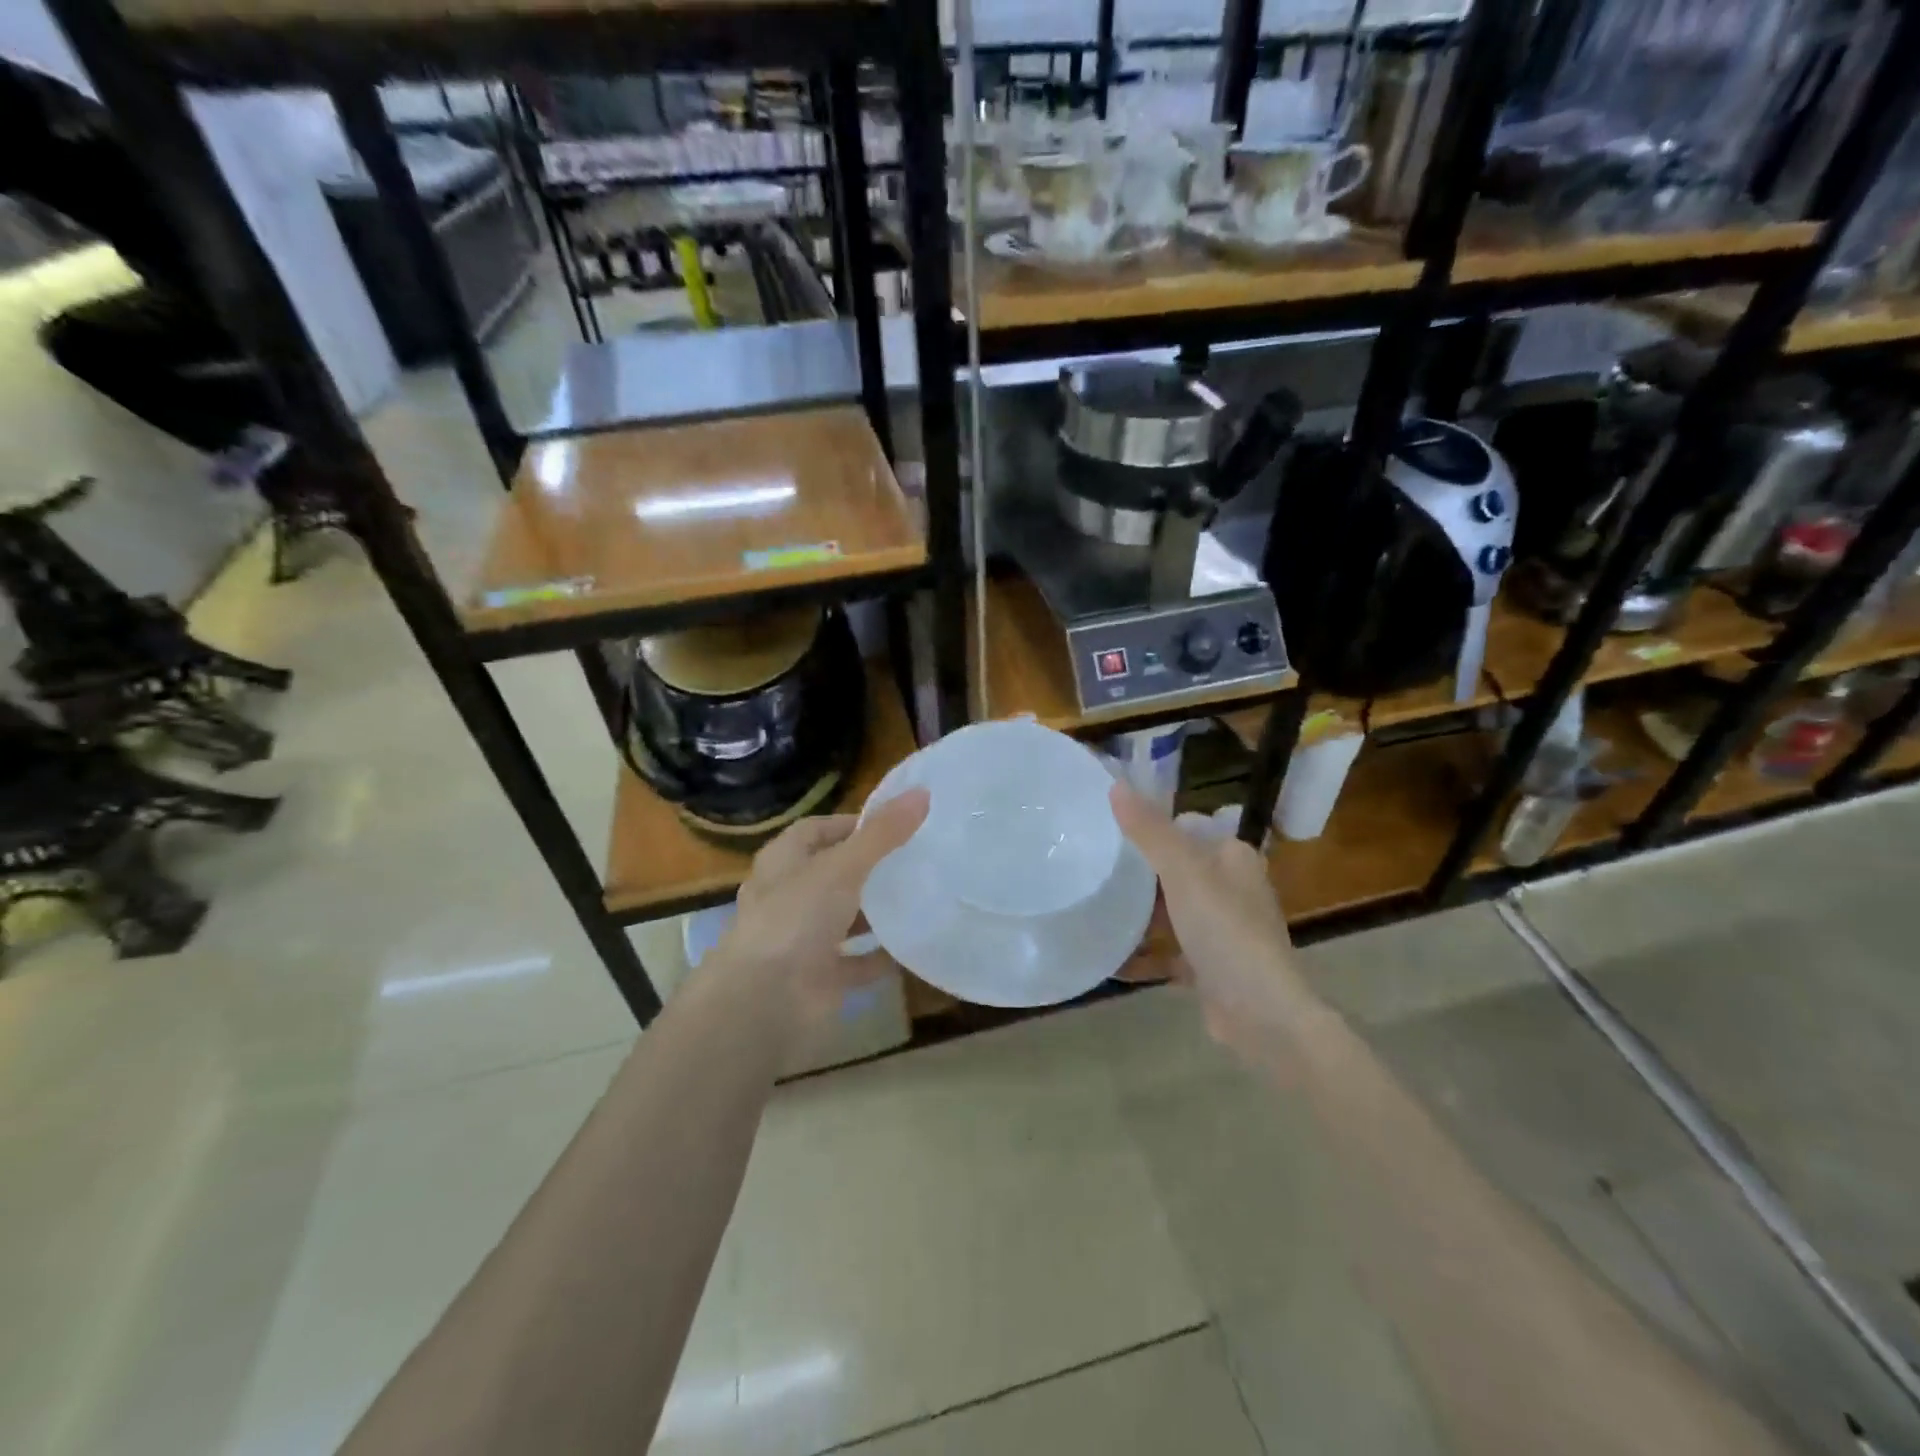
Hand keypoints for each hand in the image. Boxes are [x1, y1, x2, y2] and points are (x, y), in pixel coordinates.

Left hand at [712, 788, 930, 1036]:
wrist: (765, 1001)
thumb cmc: (797, 917)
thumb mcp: (843, 866)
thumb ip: (883, 833)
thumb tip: (922, 793)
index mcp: (783, 861)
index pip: (817, 830)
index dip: (852, 824)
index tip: (895, 825)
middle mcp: (789, 896)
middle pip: (833, 873)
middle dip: (870, 867)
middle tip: (916, 858)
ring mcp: (803, 939)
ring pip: (844, 917)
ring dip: (875, 910)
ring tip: (920, 896)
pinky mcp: (819, 976)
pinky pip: (856, 961)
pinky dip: (880, 956)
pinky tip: (912, 945)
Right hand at [1110, 783, 1321, 1054]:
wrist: (1261, 1014)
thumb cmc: (1225, 929)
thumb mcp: (1183, 871)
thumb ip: (1149, 830)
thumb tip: (1116, 784)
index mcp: (1233, 858)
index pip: (1189, 826)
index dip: (1155, 824)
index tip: (1112, 828)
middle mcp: (1232, 889)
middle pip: (1178, 868)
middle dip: (1141, 869)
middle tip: (1095, 864)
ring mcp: (1222, 930)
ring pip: (1173, 910)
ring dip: (1141, 911)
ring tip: (1095, 902)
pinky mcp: (1210, 967)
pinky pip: (1169, 951)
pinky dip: (1144, 952)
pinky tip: (1110, 955)